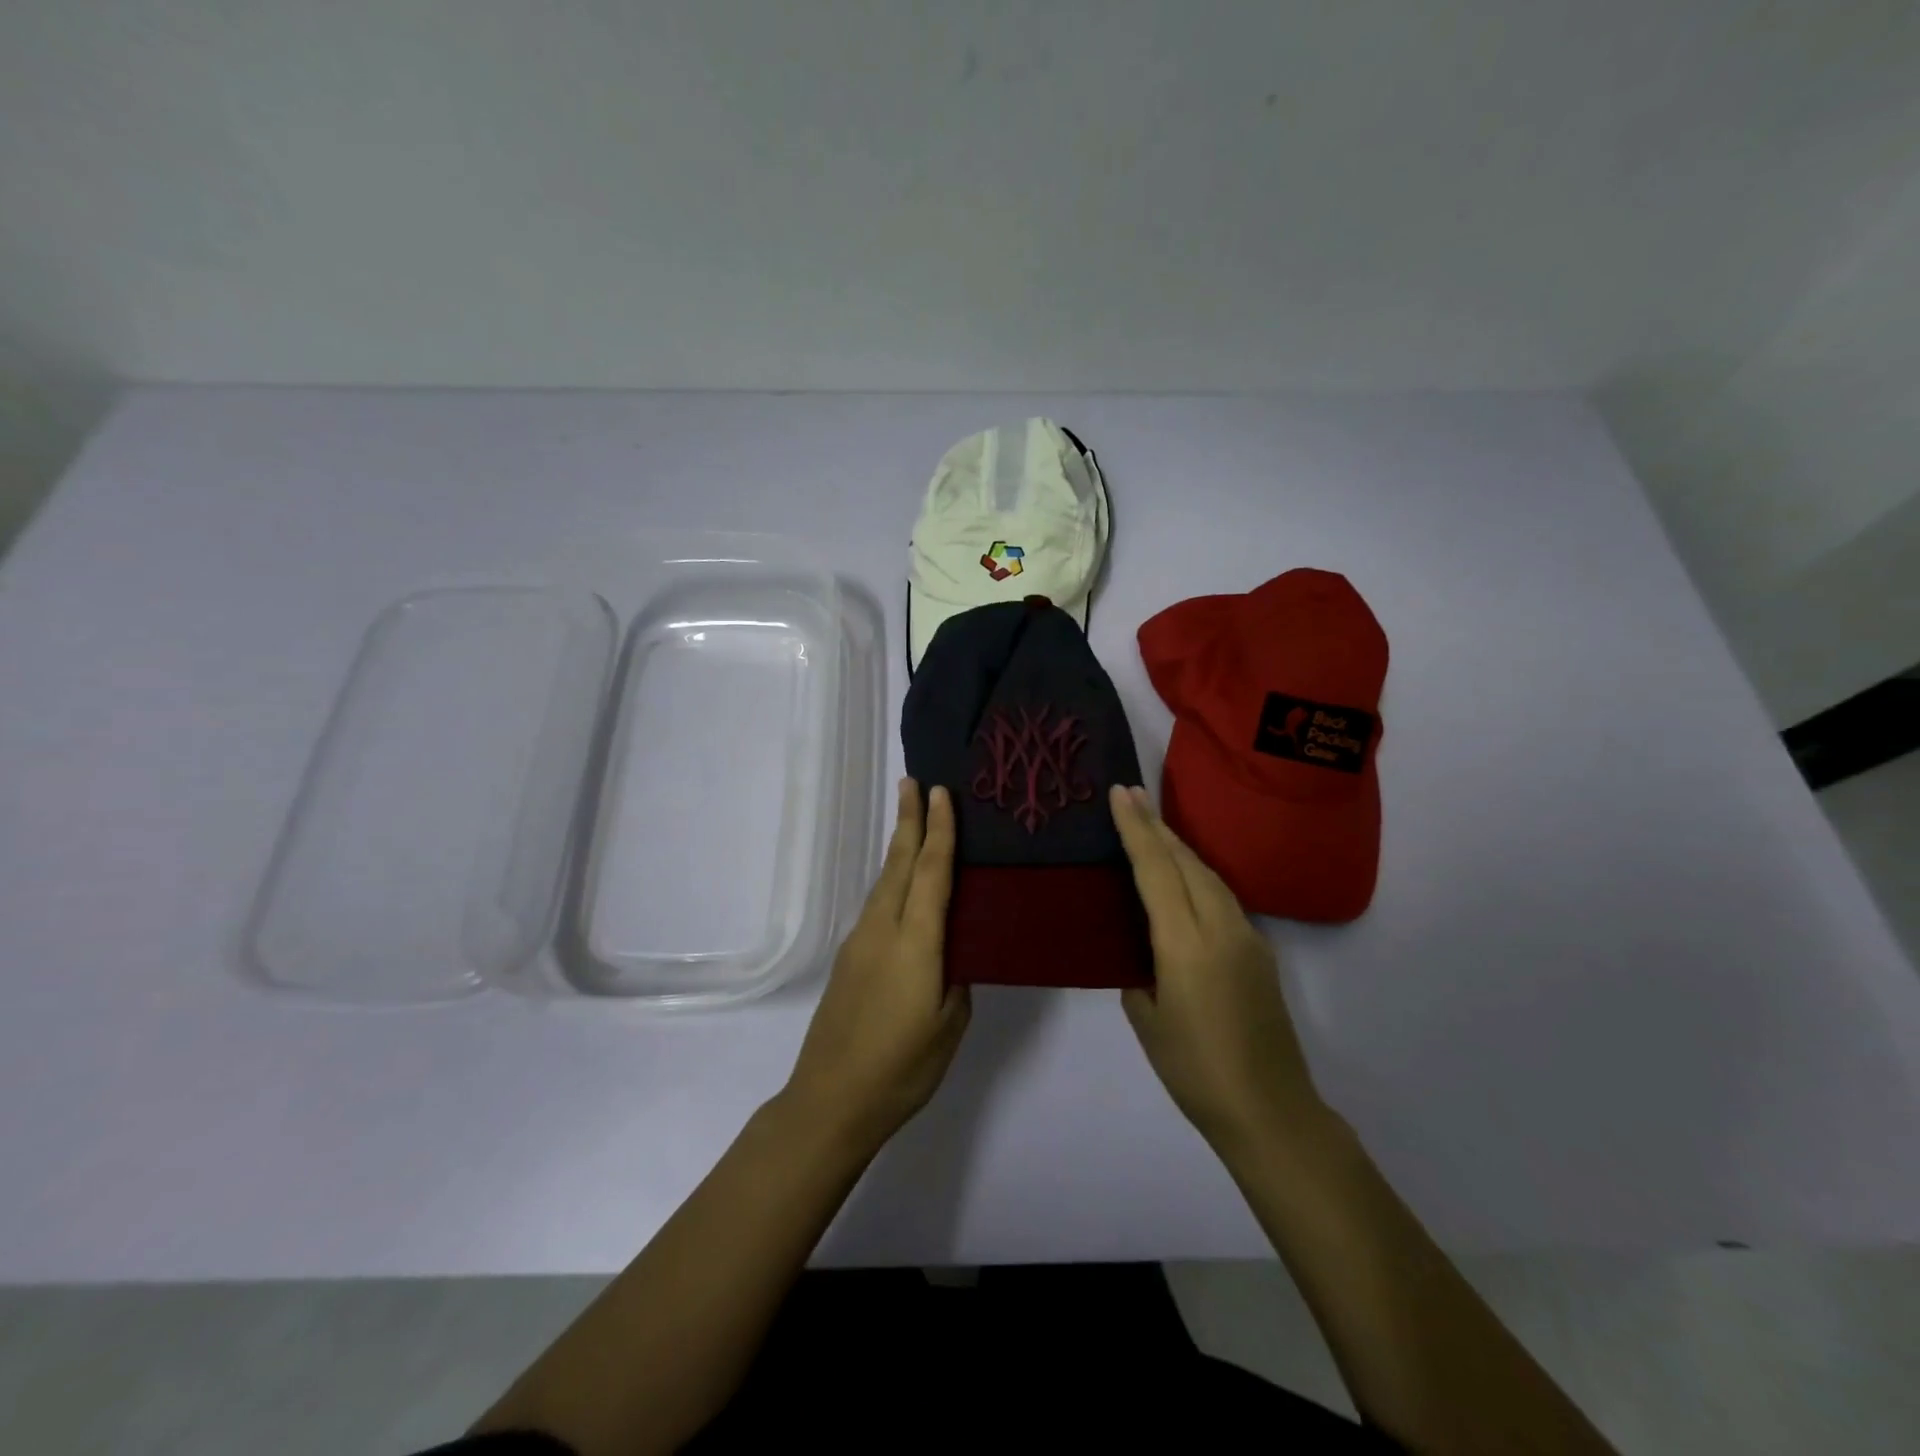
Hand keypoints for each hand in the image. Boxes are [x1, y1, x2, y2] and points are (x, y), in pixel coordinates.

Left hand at [783, 779, 970, 1149]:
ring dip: (899, 848)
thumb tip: (954, 953)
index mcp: (916, 942)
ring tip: (911, 821)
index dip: (939, 830)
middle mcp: (883, 929)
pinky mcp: (849, 959)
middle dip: (908, 821)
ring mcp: (860, 942)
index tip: (940, 792)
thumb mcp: (949, 1025)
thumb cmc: (902, 1067)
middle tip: (914, 782)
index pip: (932, 872)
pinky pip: (876, 904)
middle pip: (900, 864)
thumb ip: (957, 978)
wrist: (831, 1100)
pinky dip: (892, 880)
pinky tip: (900, 884)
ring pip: (884, 881)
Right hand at [1109, 785, 1325, 1151]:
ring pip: (1209, 876)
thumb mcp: (1147, 1021)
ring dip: (1179, 848)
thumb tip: (1142, 955)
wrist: (1271, 1111)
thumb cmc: (1196, 1072)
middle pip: (1187, 861)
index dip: (1136, 829)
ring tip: (1152, 828)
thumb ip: (1139, 975)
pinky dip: (1196, 876)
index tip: (1121, 793)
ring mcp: (1248, 938)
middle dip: (1157, 826)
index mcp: (1186, 944)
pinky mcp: (1260, 953)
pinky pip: (1222, 898)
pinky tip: (1182, 880)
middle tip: (1131, 795)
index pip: (1156, 870)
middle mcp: (1222, 928)